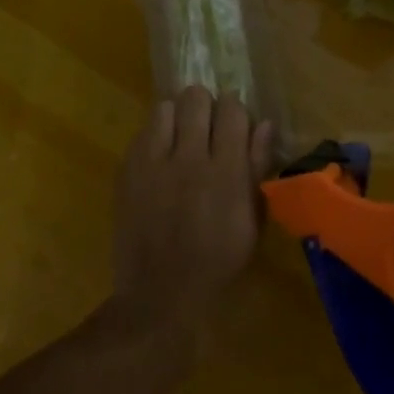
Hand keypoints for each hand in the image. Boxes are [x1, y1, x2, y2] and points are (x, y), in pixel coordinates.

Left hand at [111, 86, 270, 337]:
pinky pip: (142, 132)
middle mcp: (189, 158)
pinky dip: (154, 137)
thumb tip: (265, 124)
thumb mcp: (251, 221)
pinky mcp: (128, 171)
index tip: (233, 125)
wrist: (159, 295)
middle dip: (205, 106)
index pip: (232, 109)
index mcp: (226, 171)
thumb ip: (257, 167)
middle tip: (206, 128)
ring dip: (176, 117)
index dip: (234, 112)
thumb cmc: (217, 261)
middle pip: (196, 98)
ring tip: (180, 138)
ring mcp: (153, 163)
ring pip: (165, 107)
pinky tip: (160, 159)